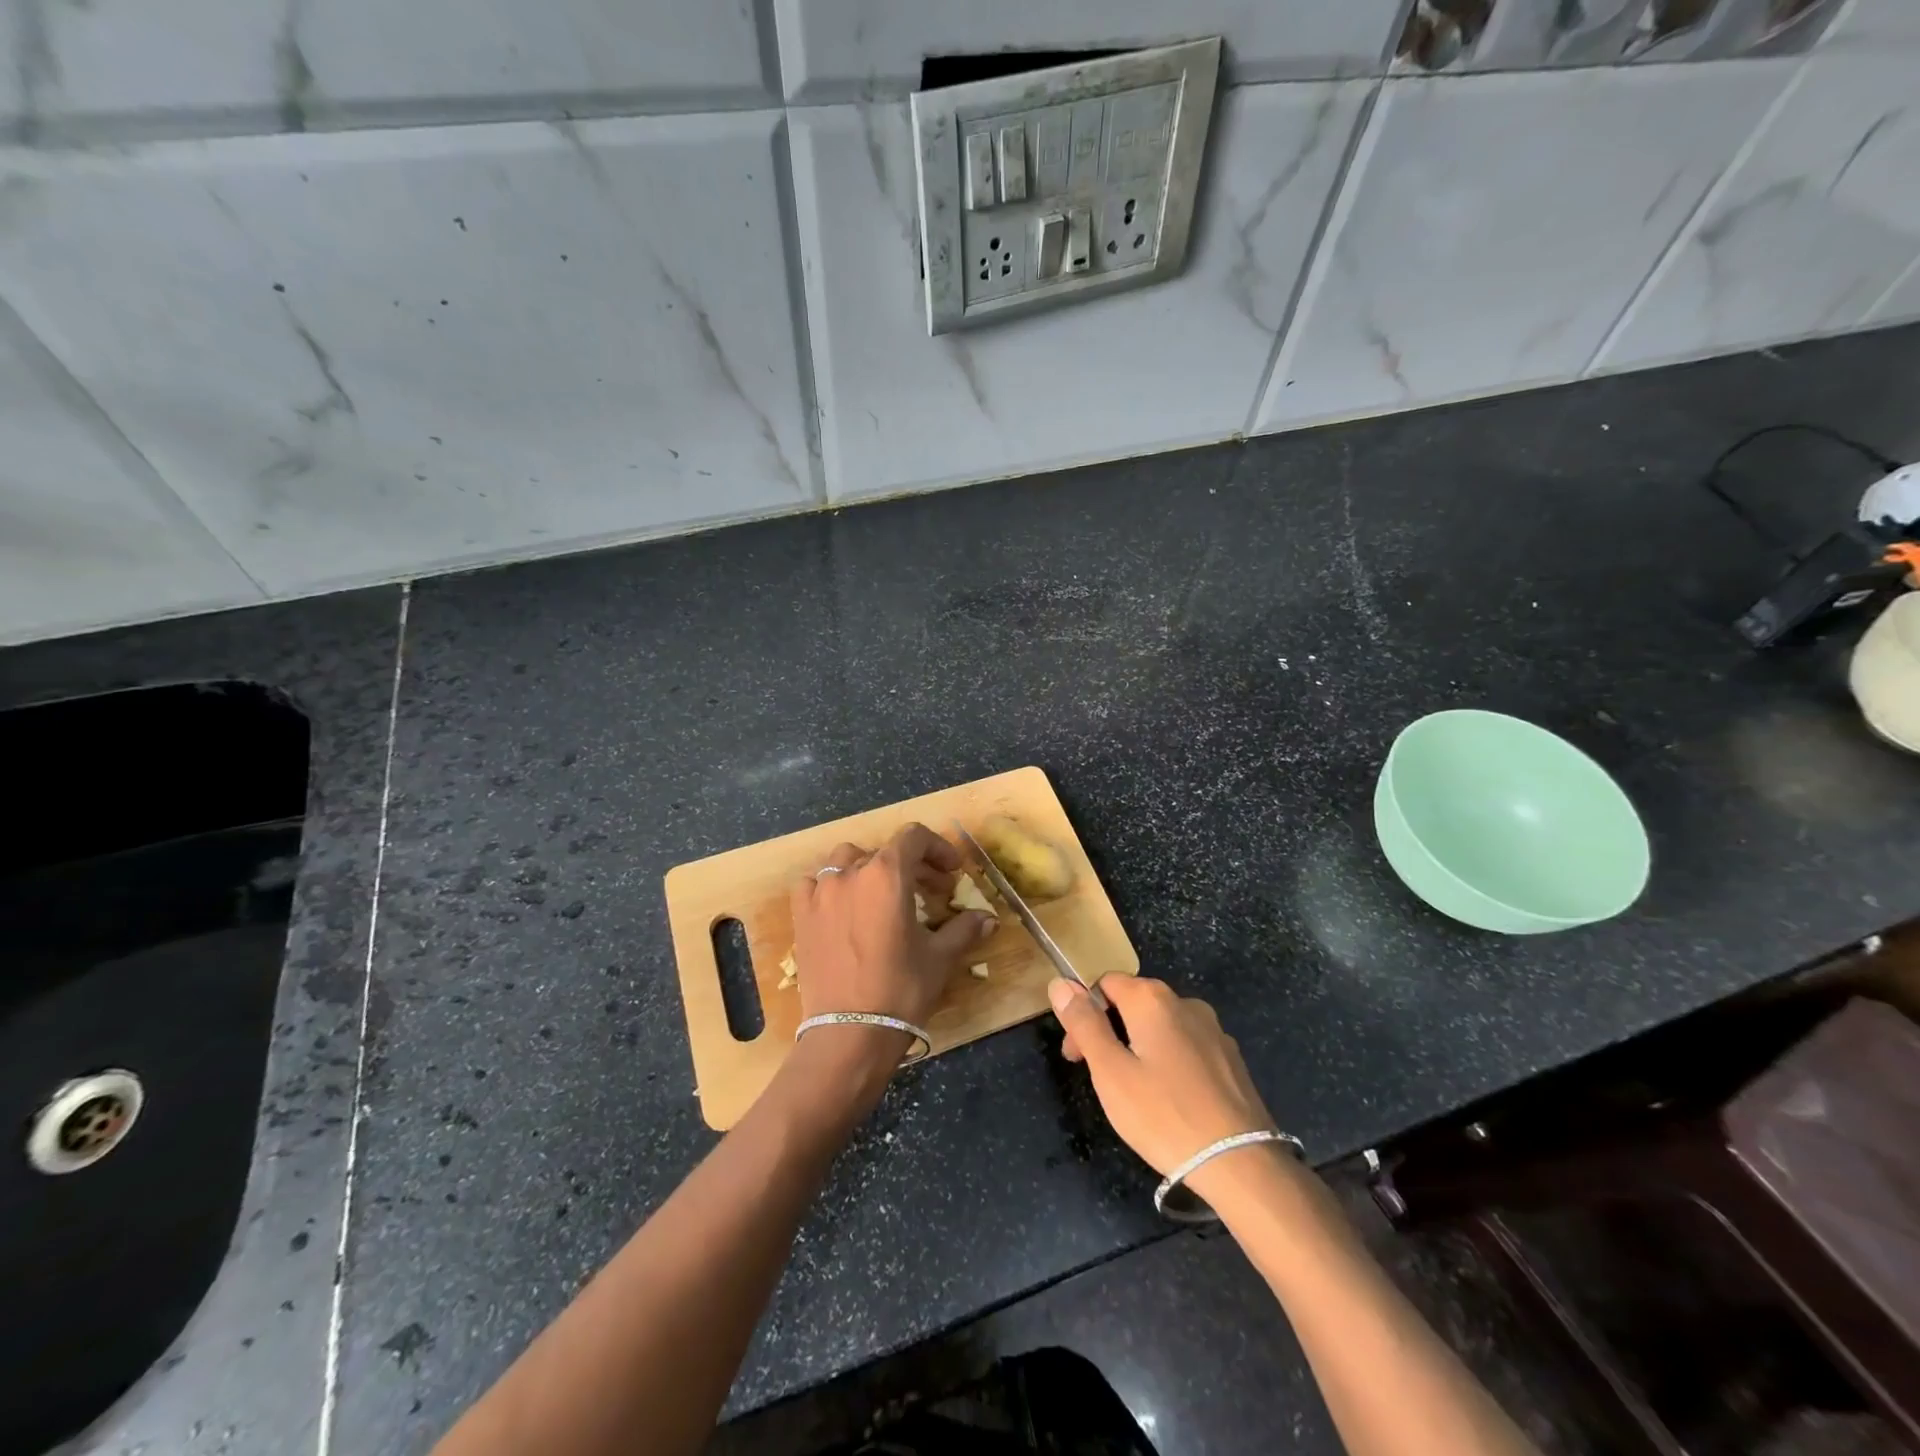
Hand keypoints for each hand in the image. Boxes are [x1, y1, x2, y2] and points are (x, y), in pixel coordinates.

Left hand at [789, 822, 996, 1034]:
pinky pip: (813, 883)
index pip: (914, 838)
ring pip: (846, 861)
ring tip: (883, 895)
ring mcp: (821, 892)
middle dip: (912, 866)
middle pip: (885, 852)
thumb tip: (988, 919)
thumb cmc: (901, 989)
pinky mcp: (801, 915)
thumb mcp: (939, 957)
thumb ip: (964, 930)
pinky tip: (842, 905)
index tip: (952, 871)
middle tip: (931, 892)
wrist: (849, 1033)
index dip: (937, 848)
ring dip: (869, 869)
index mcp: (888, 874)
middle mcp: (851, 873)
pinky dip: (830, 885)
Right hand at [1048, 977, 1277, 1180]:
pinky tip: (1170, 1100)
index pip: (1103, 984)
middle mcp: (1185, 1002)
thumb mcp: (1110, 1072)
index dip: (1083, 1015)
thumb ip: (1084, 1024)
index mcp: (1152, 999)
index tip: (1077, 1056)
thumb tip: (1061, 983)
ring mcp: (1213, 1030)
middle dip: (1109, 1031)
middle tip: (1100, 1078)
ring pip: (1161, 1026)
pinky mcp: (1231, 1059)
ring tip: (1135, 1094)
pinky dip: (1169, 1062)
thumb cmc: (1164, 1116)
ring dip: (1139, 1047)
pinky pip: (1187, 1046)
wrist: (1242, 1165)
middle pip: (1133, 1002)